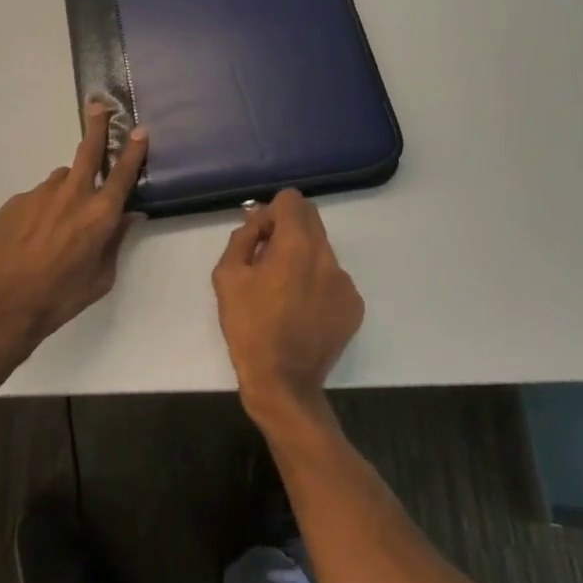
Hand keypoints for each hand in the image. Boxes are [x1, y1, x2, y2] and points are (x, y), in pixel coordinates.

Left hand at [0, 103, 148, 351]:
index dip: (133, 149)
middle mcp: (72, 195)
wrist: (1, 306)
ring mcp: (40, 195)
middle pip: (88, 150)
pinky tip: (30, 238)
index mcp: (99, 215)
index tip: (140, 129)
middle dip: (97, 125)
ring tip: (56, 223)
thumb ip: (115, 241)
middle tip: (99, 106)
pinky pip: (36, 199)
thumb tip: (129, 216)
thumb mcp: (100, 279)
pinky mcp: (14, 201)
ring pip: (60, 180)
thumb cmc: (59, 298)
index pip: (123, 174)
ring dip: (66, 190)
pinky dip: (40, 211)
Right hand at [213, 189, 364, 422]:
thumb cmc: (249, 327)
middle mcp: (327, 256)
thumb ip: (243, 237)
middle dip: (287, 229)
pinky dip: (317, 282)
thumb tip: (257, 222)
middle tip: (267, 259)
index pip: (292, 200)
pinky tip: (301, 309)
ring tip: (283, 290)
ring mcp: (345, 282)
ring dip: (302, 256)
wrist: (283, 383)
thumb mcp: (227, 276)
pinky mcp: (354, 306)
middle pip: (310, 219)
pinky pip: (333, 277)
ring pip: (321, 249)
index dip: (271, 213)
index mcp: (297, 245)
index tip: (260, 238)